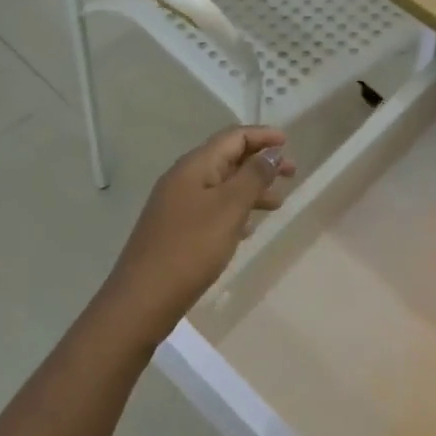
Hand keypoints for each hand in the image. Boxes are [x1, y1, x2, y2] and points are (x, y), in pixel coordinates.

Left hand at [99, 126, 294, 344]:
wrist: (143, 299)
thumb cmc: (191, 248)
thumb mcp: (229, 208)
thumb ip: (254, 177)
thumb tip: (272, 153)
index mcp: (194, 166)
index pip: (233, 137)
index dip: (262, 136)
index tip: (289, 143)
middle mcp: (184, 178)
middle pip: (228, 158)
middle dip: (260, 162)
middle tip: (292, 173)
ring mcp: (177, 205)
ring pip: (222, 185)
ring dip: (251, 188)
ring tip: (278, 203)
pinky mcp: (176, 229)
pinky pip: (212, 208)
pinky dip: (235, 210)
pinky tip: (249, 228)